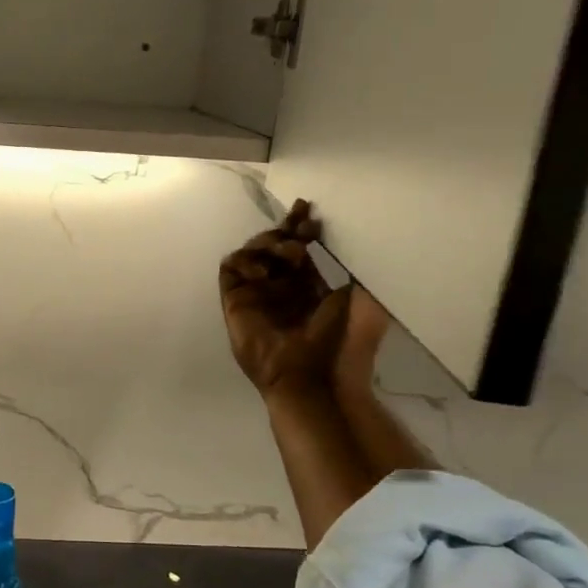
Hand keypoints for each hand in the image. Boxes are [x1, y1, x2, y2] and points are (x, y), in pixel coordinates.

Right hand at [219, 200, 348, 399]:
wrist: (309, 375)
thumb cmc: (335, 342)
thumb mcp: (357, 300)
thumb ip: (349, 271)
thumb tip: (349, 241)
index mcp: (306, 286)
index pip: (298, 248)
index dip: (300, 227)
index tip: (307, 211)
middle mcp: (278, 286)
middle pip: (272, 245)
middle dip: (285, 228)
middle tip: (299, 223)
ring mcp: (255, 293)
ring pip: (251, 251)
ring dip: (269, 243)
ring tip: (290, 253)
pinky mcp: (234, 300)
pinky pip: (230, 267)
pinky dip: (245, 260)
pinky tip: (264, 272)